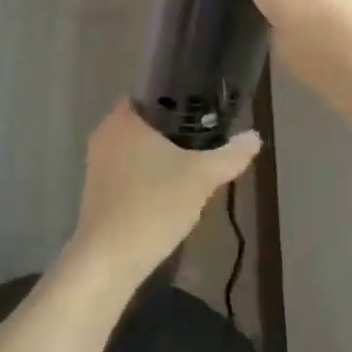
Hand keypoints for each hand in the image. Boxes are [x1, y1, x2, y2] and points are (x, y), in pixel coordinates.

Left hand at [65, 102, 259, 288]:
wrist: (108, 260)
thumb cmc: (153, 205)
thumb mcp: (201, 177)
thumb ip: (230, 155)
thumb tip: (254, 137)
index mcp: (124, 118)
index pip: (154, 92)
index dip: (181, 97)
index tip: (206, 109)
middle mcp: (105, 133)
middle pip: (148, 121)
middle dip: (177, 130)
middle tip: (208, 138)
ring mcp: (97, 163)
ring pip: (138, 147)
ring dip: (163, 154)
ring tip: (194, 165)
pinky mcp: (97, 189)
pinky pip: (129, 169)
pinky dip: (149, 175)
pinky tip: (170, 192)